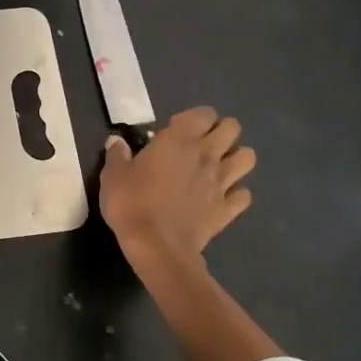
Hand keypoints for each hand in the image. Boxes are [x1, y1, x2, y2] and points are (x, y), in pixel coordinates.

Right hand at [100, 107, 254, 263]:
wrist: (156, 246)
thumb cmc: (131, 204)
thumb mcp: (113, 176)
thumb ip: (117, 155)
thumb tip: (116, 141)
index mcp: (179, 141)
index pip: (203, 113)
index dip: (192, 118)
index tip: (174, 130)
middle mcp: (206, 155)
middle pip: (232, 128)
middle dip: (220, 131)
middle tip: (200, 145)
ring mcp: (221, 183)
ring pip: (247, 157)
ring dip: (235, 158)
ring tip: (217, 167)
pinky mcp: (227, 209)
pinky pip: (244, 195)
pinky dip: (236, 194)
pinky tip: (221, 198)